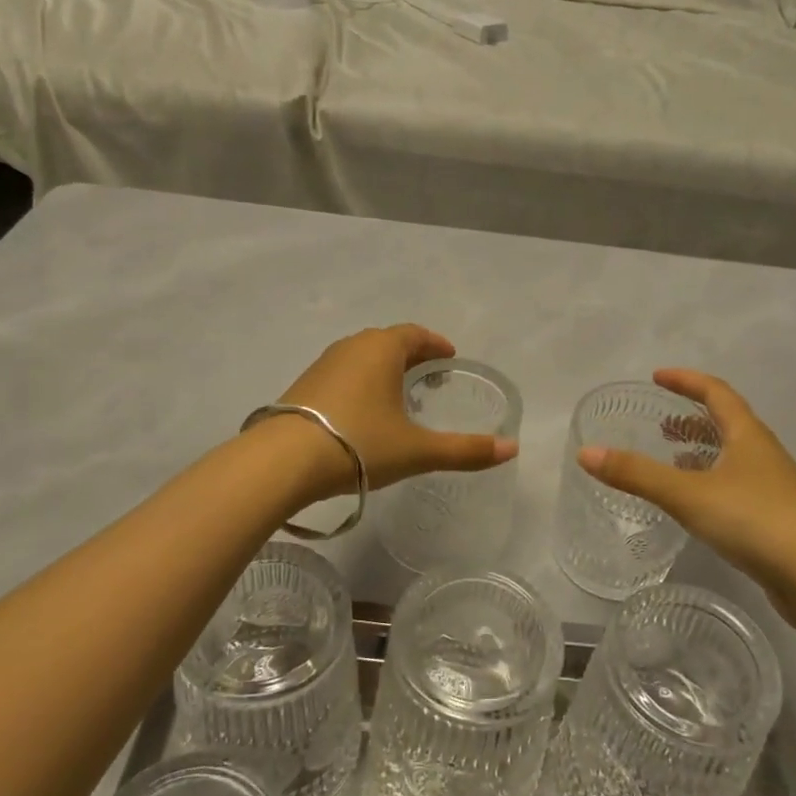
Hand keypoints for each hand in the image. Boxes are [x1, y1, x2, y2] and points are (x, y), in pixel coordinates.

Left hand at [275, 324, 517, 494]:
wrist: (283, 460)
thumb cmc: (359, 444)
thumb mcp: (417, 450)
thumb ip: (465, 450)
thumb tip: (512, 449)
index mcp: (382, 348)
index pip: (416, 334)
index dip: (436, 344)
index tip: (449, 357)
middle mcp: (352, 346)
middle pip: (388, 342)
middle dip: (412, 355)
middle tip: (430, 376)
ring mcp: (323, 364)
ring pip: (362, 357)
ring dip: (384, 368)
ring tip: (398, 394)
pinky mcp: (303, 385)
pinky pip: (342, 373)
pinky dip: (360, 382)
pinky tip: (362, 411)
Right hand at [576, 369, 795, 635]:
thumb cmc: (757, 521)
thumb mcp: (688, 494)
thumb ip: (636, 474)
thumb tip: (586, 453)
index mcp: (748, 435)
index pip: (716, 392)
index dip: (687, 381)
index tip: (657, 378)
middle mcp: (763, 455)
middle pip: (727, 423)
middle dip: (692, 419)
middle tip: (660, 424)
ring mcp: (773, 489)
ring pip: (733, 458)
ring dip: (702, 453)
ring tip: (671, 461)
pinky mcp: (776, 522)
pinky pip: (736, 488)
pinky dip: (711, 484)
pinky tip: (695, 507)